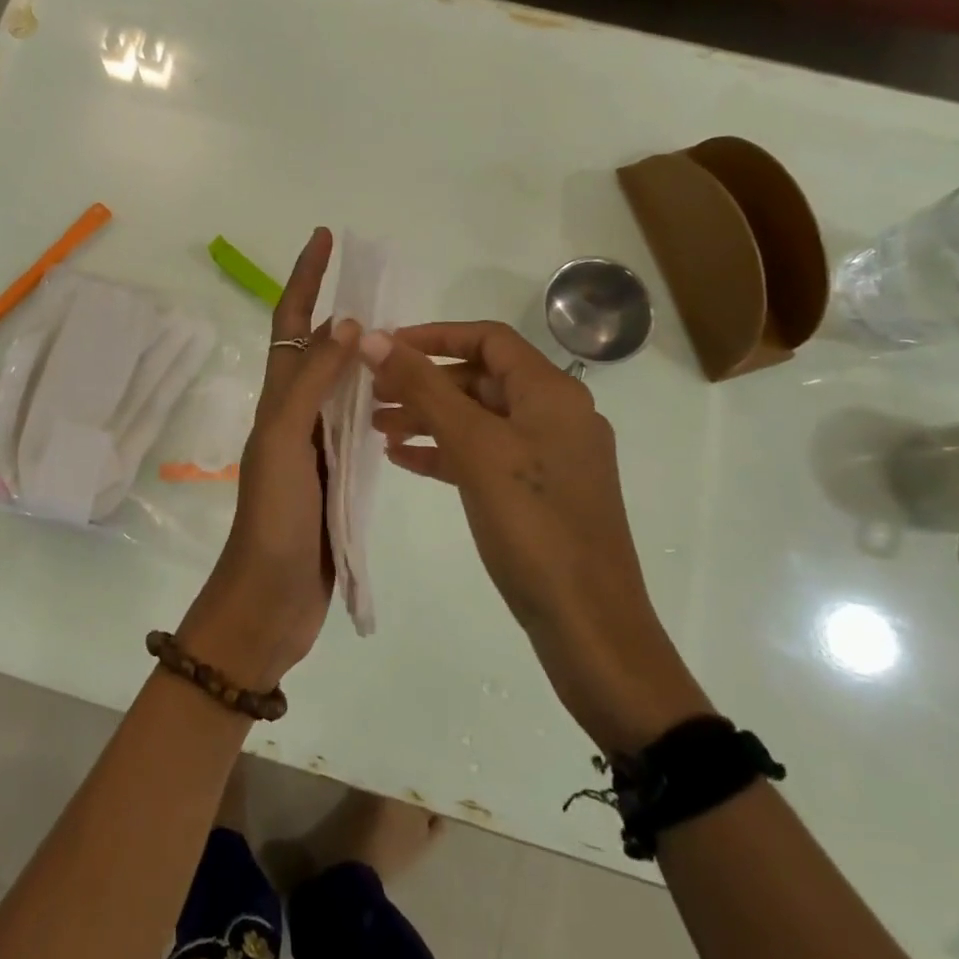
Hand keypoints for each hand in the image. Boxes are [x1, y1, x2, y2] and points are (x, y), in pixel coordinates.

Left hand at [178, 228, 359, 689]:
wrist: (270, 600)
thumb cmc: (273, 519)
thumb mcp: (285, 442)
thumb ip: (313, 384)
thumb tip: (346, 322)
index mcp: (277, 399)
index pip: (291, 323)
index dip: (305, 278)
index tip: (325, 237)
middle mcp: (294, 414)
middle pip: (317, 347)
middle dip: (340, 308)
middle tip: (381, 281)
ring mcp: (316, 445)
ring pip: (340, 385)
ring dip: (363, 355)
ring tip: (402, 333)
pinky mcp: (336, 476)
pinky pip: (358, 425)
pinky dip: (378, 402)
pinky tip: (405, 398)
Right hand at [362, 321, 711, 752]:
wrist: (587, 623)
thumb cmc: (532, 524)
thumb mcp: (474, 447)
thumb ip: (424, 388)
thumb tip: (373, 338)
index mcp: (551, 393)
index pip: (488, 339)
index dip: (434, 336)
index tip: (384, 347)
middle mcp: (554, 415)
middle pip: (480, 379)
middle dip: (424, 382)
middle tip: (371, 394)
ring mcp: (548, 457)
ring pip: (479, 420)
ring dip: (428, 417)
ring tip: (376, 428)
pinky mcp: (537, 493)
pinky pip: (484, 457)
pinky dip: (445, 452)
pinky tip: (403, 460)